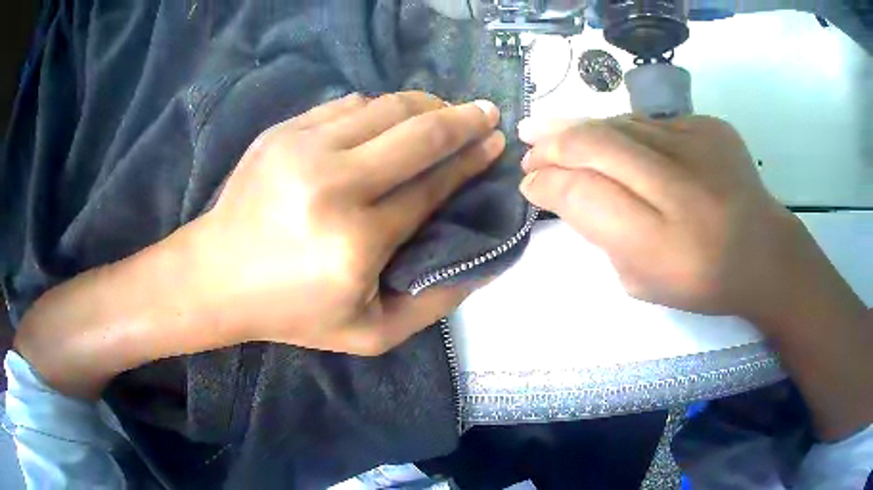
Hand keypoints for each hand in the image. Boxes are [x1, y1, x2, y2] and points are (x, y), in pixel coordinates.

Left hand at [189, 92, 504, 353]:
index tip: (495, 144)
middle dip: (463, 119)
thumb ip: (434, 303)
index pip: (432, 186)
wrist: (216, 276)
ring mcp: (302, 149)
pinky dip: (380, 107)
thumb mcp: (371, 333)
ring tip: (444, 110)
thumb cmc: (292, 311)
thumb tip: (484, 262)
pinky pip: (347, 104)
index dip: (471, 161)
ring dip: (425, 105)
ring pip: (385, 107)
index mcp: (357, 241)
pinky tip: (390, 118)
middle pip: (417, 134)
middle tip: (486, 112)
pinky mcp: (282, 132)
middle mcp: (333, 184)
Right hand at [519, 115, 802, 319]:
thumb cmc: (702, 281)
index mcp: (662, 245)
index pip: (584, 195)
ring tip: (550, 133)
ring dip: (578, 129)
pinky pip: (649, 122)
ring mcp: (700, 145)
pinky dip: (619, 130)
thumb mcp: (642, 283)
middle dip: (552, 145)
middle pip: (596, 145)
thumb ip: (602, 236)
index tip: (529, 185)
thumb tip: (567, 190)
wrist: (764, 253)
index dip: (547, 184)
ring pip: (619, 123)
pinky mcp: (710, 125)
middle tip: (528, 149)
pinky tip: (609, 141)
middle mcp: (681, 186)